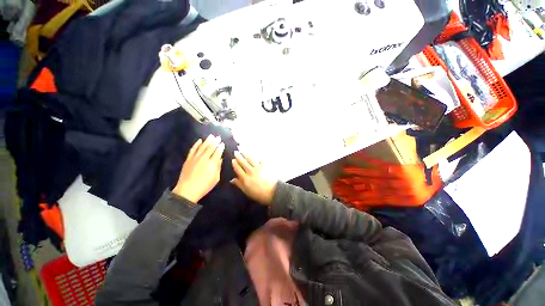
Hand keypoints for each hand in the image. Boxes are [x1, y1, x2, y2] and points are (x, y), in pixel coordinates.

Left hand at [172, 135, 224, 202]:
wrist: (187, 191)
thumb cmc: (204, 186)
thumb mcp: (216, 178)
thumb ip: (218, 167)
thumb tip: (220, 159)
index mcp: (212, 163)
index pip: (217, 152)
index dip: (220, 147)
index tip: (222, 143)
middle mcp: (204, 158)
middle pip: (210, 147)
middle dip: (215, 141)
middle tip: (218, 136)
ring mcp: (195, 158)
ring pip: (202, 147)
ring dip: (207, 141)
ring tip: (211, 136)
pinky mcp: (188, 159)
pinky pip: (193, 149)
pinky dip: (196, 144)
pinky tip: (199, 140)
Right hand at [231, 151, 277, 205]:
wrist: (273, 192)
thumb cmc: (259, 194)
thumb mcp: (247, 191)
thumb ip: (239, 185)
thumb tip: (232, 180)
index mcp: (245, 179)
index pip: (238, 169)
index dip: (235, 164)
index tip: (233, 160)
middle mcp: (250, 172)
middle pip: (243, 163)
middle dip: (239, 157)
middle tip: (236, 152)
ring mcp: (258, 168)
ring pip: (250, 159)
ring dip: (246, 154)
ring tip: (243, 150)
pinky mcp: (265, 166)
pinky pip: (261, 159)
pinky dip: (258, 155)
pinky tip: (257, 152)